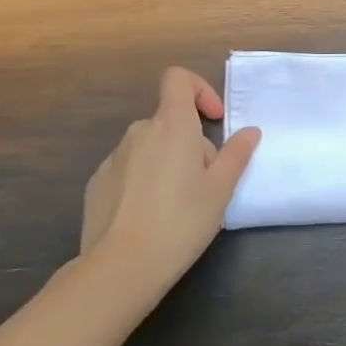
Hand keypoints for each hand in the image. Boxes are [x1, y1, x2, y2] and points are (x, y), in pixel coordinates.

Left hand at [81, 67, 261, 290]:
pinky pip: (129, 170)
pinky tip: (150, 217)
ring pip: (150, 147)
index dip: (199, 89)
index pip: (178, 79)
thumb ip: (237, 154)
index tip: (214, 120)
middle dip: (191, 143)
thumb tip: (249, 131)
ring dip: (168, 163)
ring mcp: (113, 158)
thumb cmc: (181, 221)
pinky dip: (144, 181)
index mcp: (172, 125)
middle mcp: (139, 132)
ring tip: (179, 205)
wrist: (120, 267)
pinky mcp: (96, 184)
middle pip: (170, 121)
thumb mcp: (221, 189)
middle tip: (206, 183)